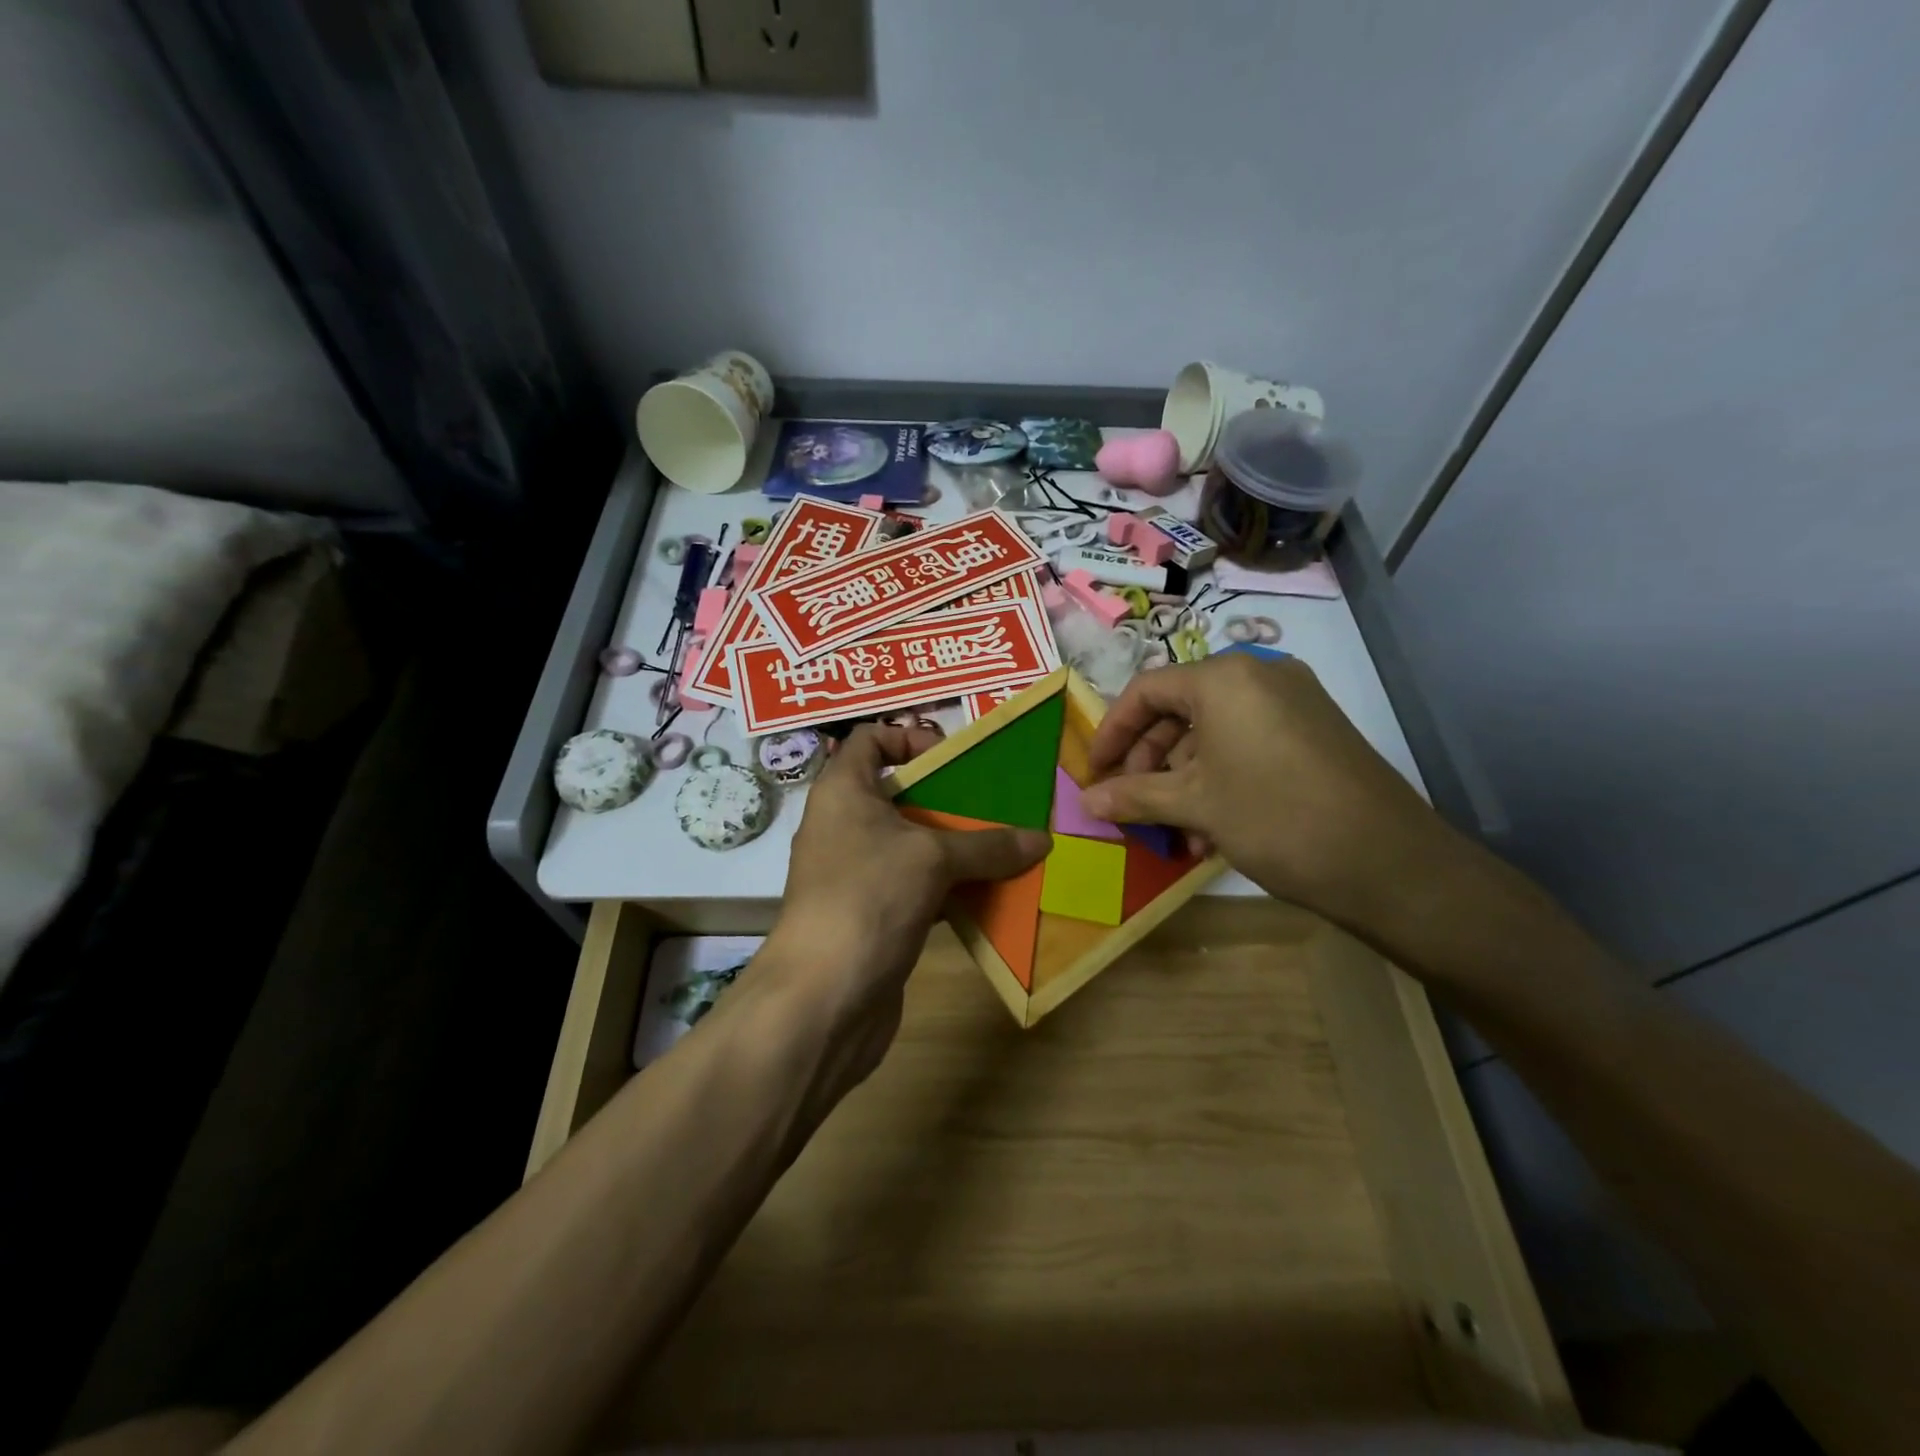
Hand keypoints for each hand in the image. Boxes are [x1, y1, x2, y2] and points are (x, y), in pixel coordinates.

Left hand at [759, 724, 1049, 1075]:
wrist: (823, 999)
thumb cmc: (868, 898)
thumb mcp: (933, 859)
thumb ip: (988, 845)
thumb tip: (1042, 839)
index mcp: (843, 792)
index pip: (868, 740)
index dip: (909, 737)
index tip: (954, 758)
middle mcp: (844, 826)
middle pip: (899, 794)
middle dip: (948, 798)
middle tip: (996, 805)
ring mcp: (855, 874)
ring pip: (912, 846)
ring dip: (955, 847)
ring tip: (1005, 848)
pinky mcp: (872, 916)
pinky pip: (916, 888)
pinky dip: (950, 889)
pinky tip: (990, 895)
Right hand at [1081, 654, 1454, 938]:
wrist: (1388, 861)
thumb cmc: (1275, 817)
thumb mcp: (1195, 805)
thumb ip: (1134, 796)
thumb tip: (1085, 800)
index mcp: (1225, 678)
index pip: (1146, 690)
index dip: (1112, 732)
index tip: (1095, 773)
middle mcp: (1260, 675)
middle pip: (1180, 710)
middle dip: (1150, 761)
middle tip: (1133, 804)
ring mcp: (1294, 702)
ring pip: (1214, 733)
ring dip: (1185, 779)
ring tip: (1177, 831)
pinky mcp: (1315, 731)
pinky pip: (1249, 744)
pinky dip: (1222, 778)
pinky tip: (1214, 829)